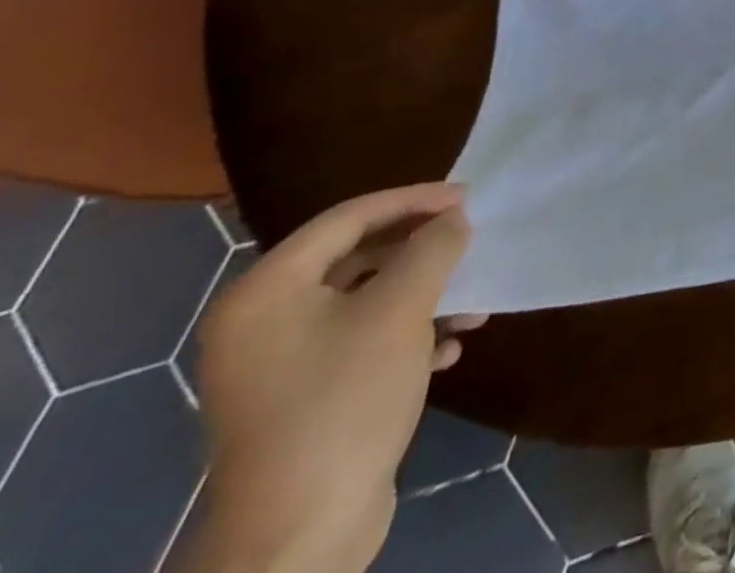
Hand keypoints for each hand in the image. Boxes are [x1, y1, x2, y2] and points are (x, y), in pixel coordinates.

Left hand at [187, 185, 483, 572]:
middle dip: (420, 251)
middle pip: (356, 258)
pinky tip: (448, 349)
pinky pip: (359, 344)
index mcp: (266, 292)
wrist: (298, 537)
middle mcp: (261, 322)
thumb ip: (432, 249)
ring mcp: (276, 367)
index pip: (348, 218)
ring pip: (364, 303)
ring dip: (422, 296)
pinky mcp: (300, 401)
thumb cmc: (345, 401)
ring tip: (473, 304)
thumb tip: (453, 218)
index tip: (466, 197)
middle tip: (469, 240)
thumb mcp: (401, 310)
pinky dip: (406, 337)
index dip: (412, 200)